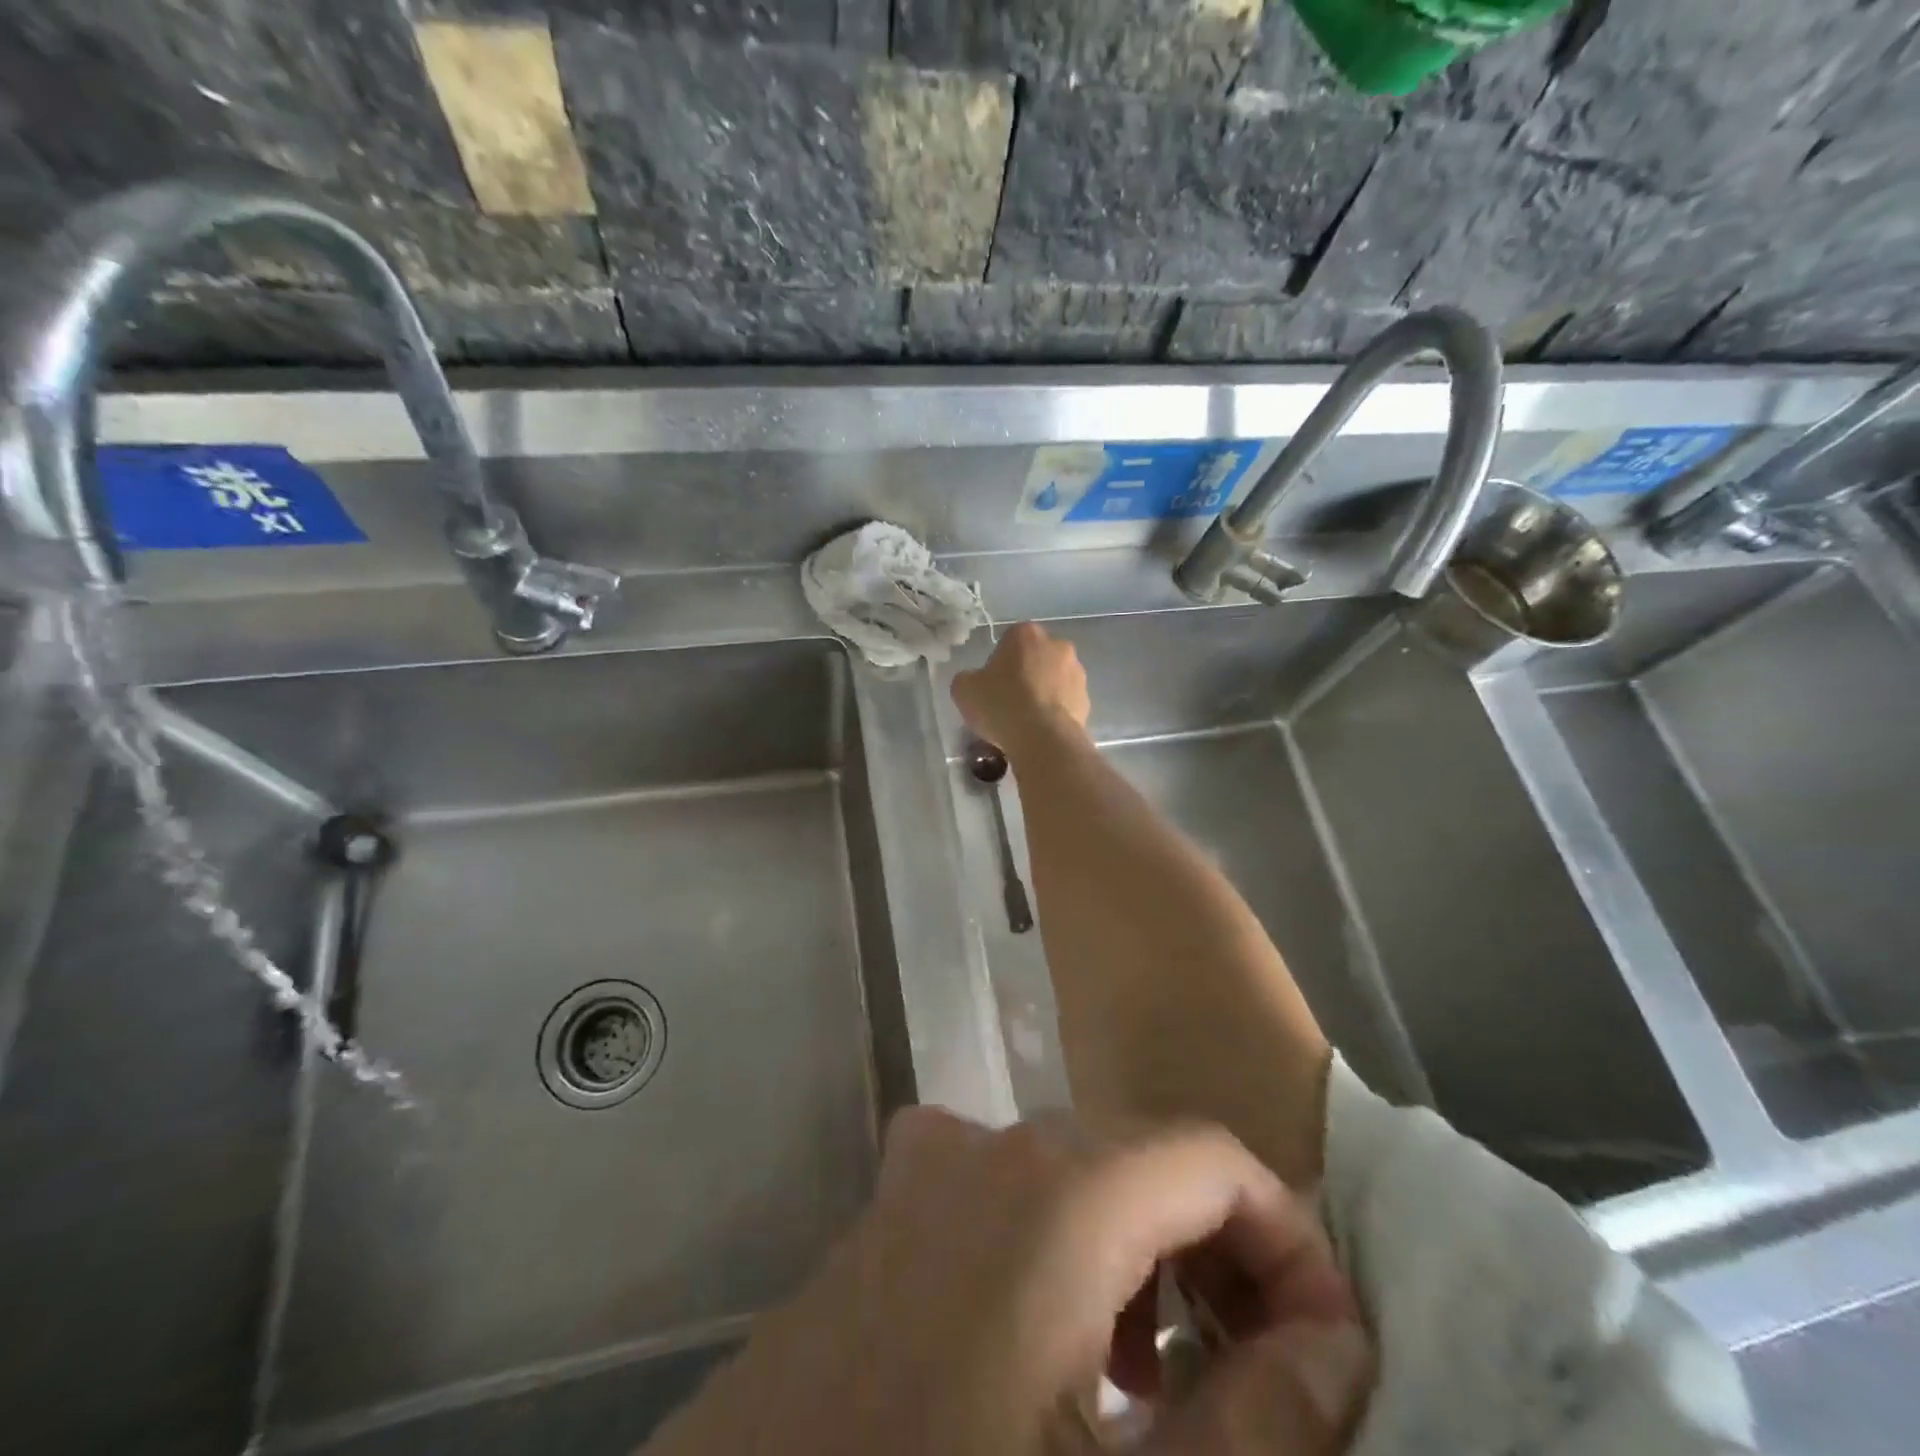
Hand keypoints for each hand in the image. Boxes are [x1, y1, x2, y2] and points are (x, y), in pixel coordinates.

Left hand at [642, 1110, 1372, 1455]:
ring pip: (1076, 1168)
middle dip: (1218, 1247)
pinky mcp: (890, 1201)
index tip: (1325, 1346)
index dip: (1287, 1239)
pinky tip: (1051, 1338)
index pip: (1212, 1156)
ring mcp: (930, 1162)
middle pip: (1145, 1155)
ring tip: (1157, 1372)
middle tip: (1255, 1368)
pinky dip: (1059, 1238)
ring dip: (1139, 1246)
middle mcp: (993, 1141)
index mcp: (1060, 1186)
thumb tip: (1334, 1345)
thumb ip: (1253, 1424)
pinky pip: (1002, 1184)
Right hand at [952, 622, 1090, 761]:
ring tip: (1026, 723)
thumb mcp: (964, 689)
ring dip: (1042, 694)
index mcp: (1026, 633)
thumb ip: (968, 678)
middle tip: (1007, 703)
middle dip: (1024, 676)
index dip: (998, 665)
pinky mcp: (1088, 699)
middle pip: (1035, 659)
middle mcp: (1057, 645)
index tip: (991, 687)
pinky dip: (1055, 713)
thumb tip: (976, 682)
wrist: (1044, 739)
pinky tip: (1041, 732)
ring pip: (1053, 680)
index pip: (1008, 642)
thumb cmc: (1001, 705)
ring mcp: (1077, 672)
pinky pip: (1065, 703)